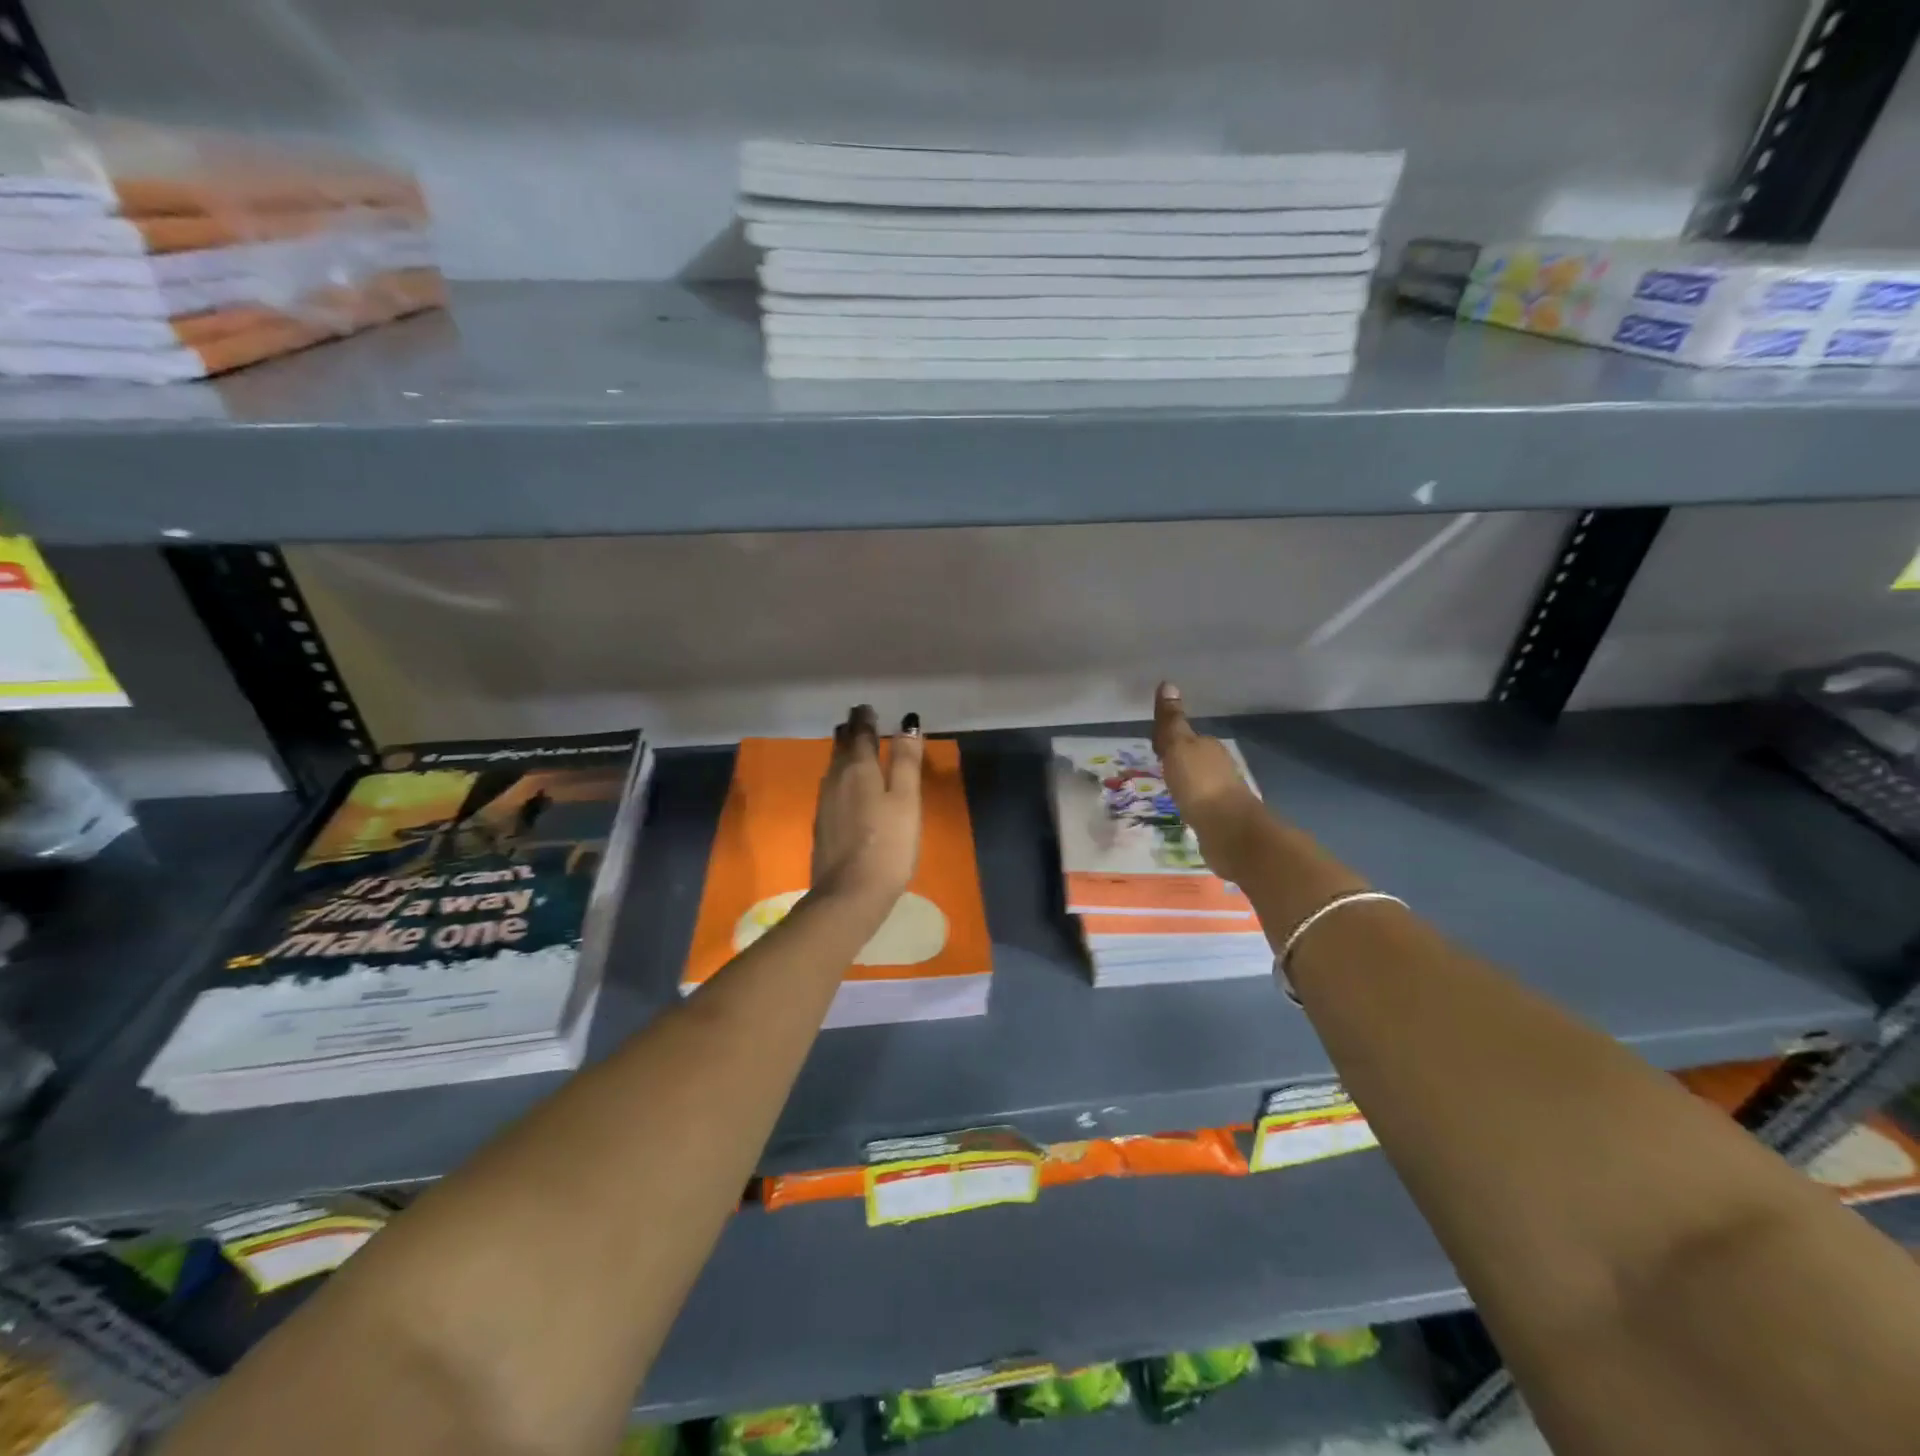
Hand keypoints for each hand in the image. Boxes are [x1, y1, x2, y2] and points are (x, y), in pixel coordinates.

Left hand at [810, 705, 923, 908]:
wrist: (849, 894)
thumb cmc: (888, 845)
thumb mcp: (906, 800)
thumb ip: (906, 761)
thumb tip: (907, 722)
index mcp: (858, 769)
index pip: (860, 734)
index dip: (865, 719)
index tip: (866, 707)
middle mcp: (836, 780)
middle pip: (841, 749)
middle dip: (850, 732)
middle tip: (856, 720)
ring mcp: (825, 804)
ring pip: (833, 768)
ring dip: (842, 753)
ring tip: (849, 745)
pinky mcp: (822, 825)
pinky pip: (830, 788)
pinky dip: (839, 776)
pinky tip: (843, 786)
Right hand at [1152, 682, 1262, 879]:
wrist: (1228, 830)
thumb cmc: (1199, 783)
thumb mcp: (1178, 747)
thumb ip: (1171, 721)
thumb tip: (1168, 683)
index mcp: (1208, 746)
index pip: (1186, 737)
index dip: (1169, 740)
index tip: (1154, 749)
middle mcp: (1219, 766)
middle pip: (1194, 758)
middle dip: (1179, 761)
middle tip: (1158, 768)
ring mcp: (1223, 793)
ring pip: (1199, 781)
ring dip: (1187, 783)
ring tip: (1168, 790)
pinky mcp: (1222, 817)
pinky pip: (1202, 803)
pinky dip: (1193, 803)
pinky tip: (1184, 811)